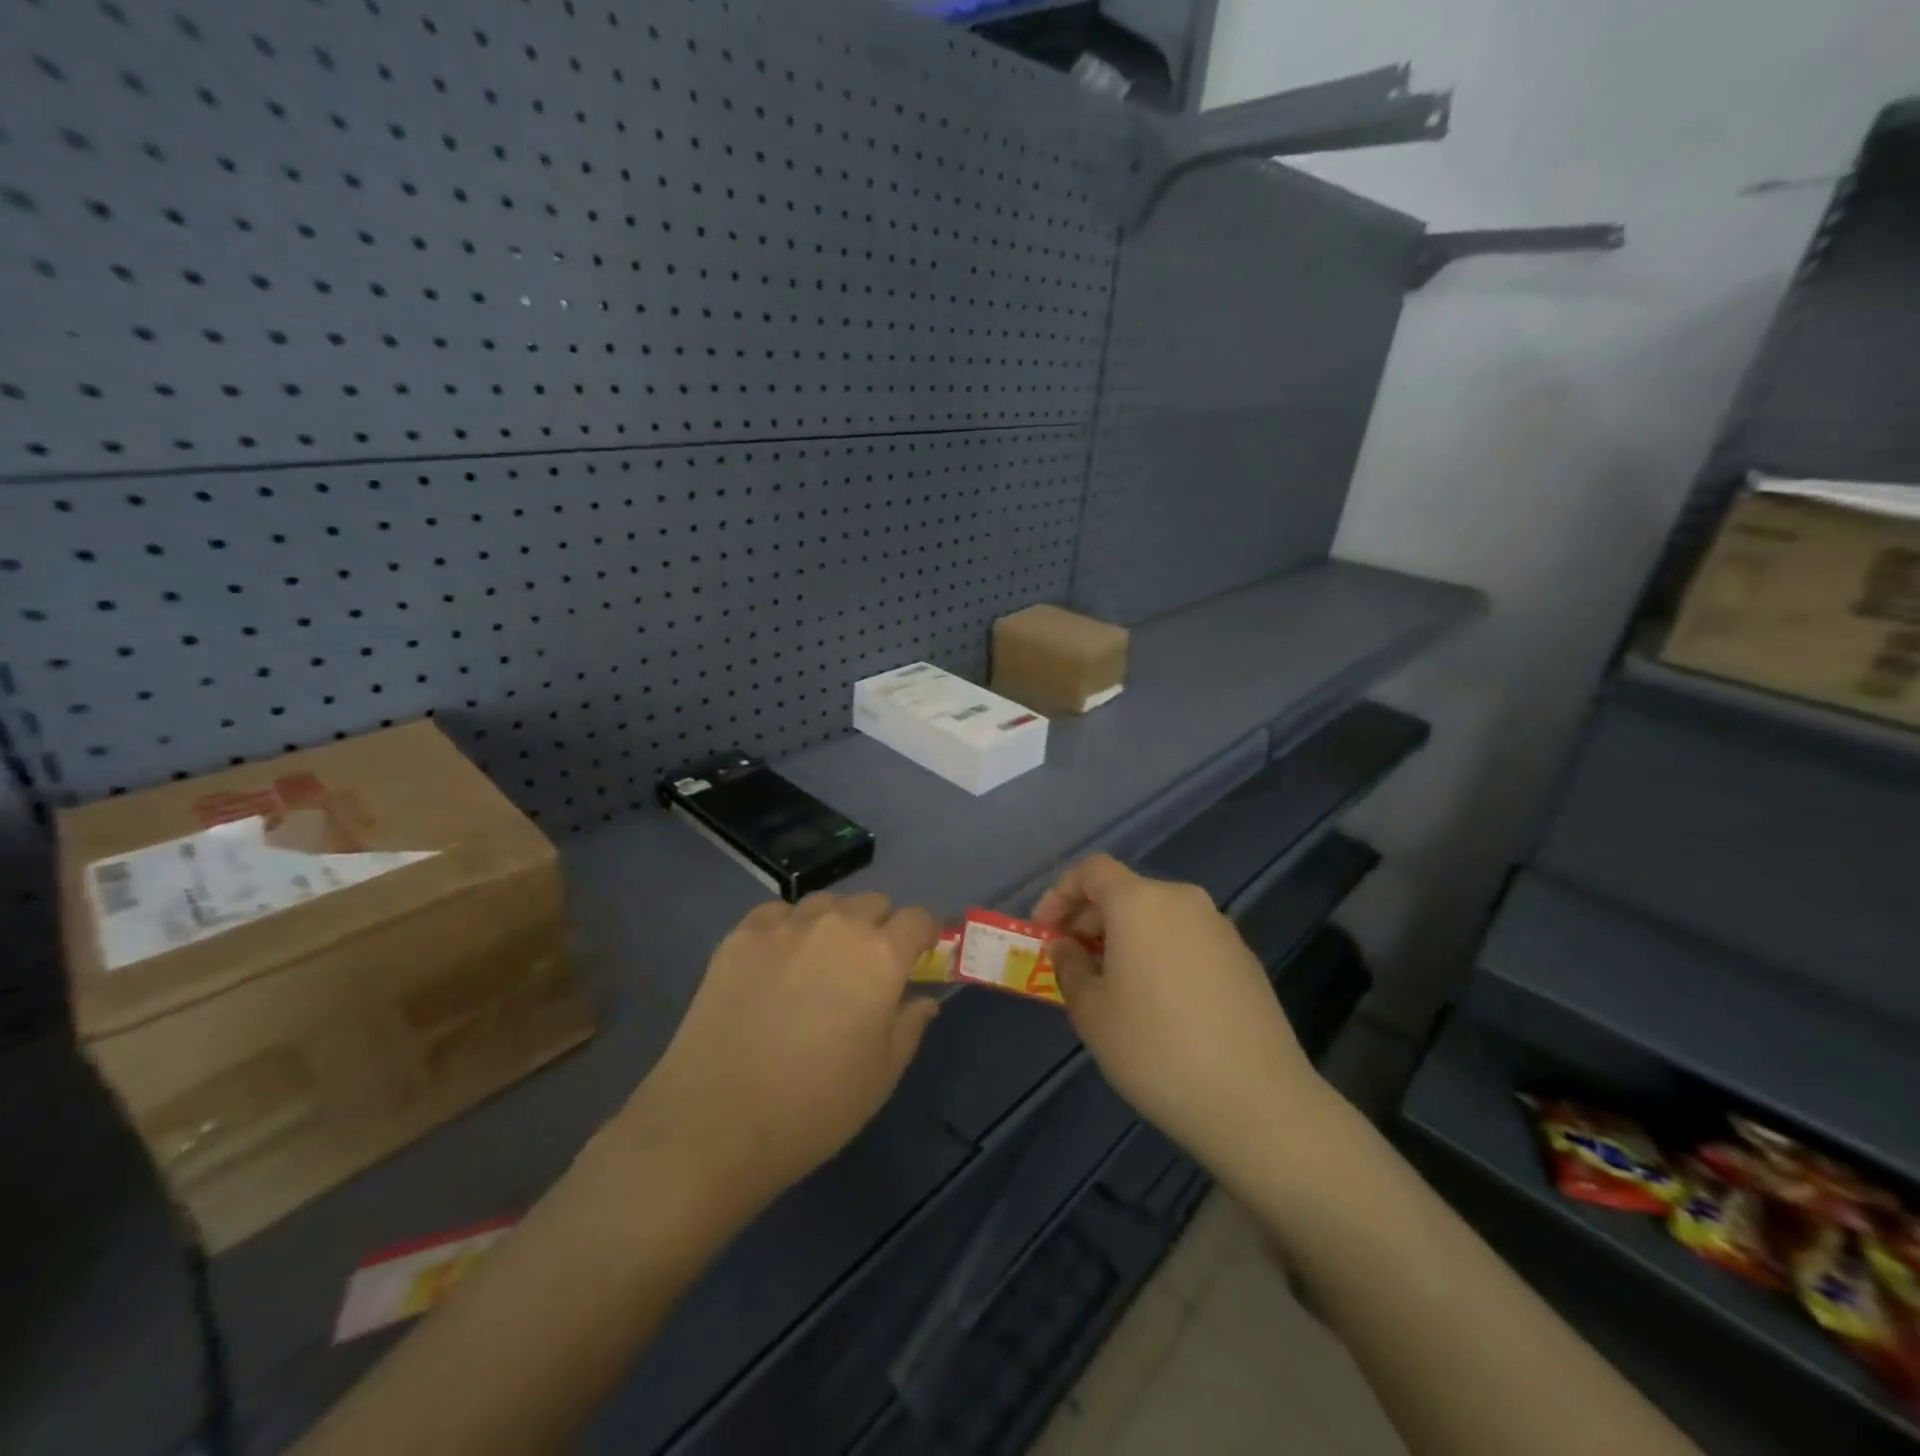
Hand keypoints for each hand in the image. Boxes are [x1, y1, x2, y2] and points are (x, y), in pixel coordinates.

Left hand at [616, 892, 940, 1214]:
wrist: (716, 1121)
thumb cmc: (815, 1106)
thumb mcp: (882, 1075)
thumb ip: (909, 1025)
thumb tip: (922, 1000)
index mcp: (880, 955)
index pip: (918, 918)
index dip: (925, 934)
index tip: (920, 956)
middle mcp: (837, 926)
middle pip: (873, 902)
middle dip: (881, 927)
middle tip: (869, 968)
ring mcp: (785, 925)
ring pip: (825, 903)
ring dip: (836, 923)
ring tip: (821, 962)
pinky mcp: (740, 935)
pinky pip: (778, 913)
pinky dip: (789, 927)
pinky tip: (778, 962)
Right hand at [1035, 855, 1332, 1173]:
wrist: (1257, 1101)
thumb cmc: (1156, 1049)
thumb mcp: (1092, 1012)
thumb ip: (1070, 967)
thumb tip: (1066, 946)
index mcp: (1140, 902)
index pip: (1092, 871)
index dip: (1060, 894)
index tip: (1044, 932)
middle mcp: (1183, 901)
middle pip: (1126, 892)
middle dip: (1091, 920)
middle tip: (1071, 961)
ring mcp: (1219, 928)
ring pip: (1158, 917)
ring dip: (1126, 938)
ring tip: (1111, 986)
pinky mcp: (1244, 959)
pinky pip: (1187, 940)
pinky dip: (1160, 953)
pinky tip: (1158, 1003)